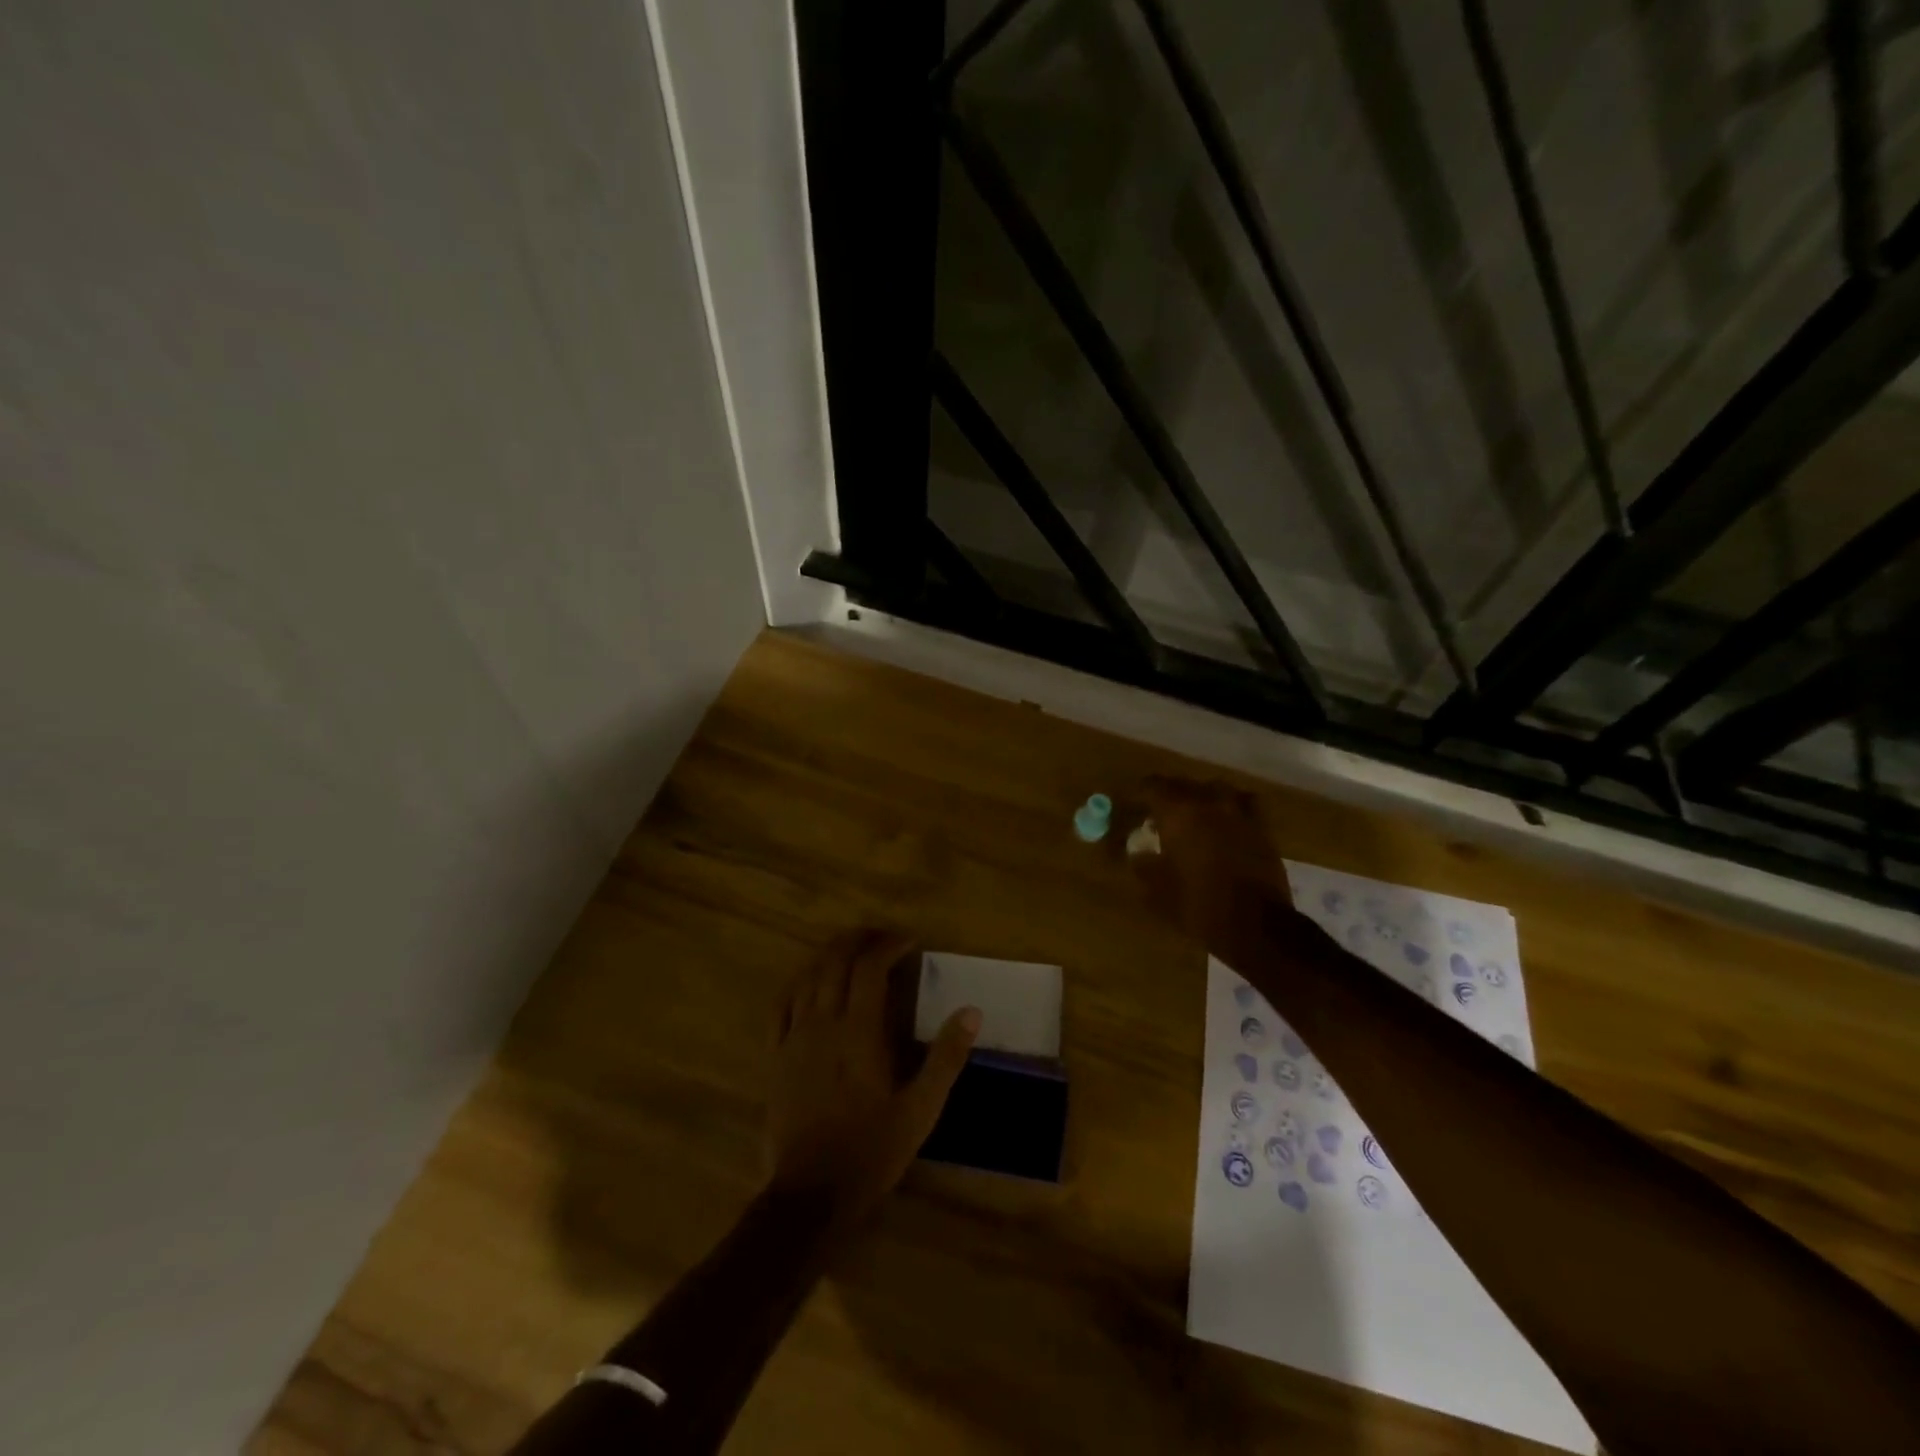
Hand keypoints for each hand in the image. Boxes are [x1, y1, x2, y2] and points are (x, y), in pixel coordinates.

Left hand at [767, 930, 979, 1224]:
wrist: (811, 1193)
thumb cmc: (872, 1150)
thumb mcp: (921, 1109)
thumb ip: (946, 1057)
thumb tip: (971, 1011)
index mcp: (859, 1032)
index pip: (870, 968)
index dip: (888, 945)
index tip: (909, 941)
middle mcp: (823, 1023)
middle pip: (835, 962)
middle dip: (858, 940)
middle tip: (881, 937)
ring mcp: (794, 1038)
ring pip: (807, 977)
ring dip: (829, 955)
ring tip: (850, 950)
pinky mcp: (775, 1057)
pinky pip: (781, 1005)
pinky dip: (798, 983)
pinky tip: (808, 982)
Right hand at [1131, 776, 1287, 957]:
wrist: (1258, 925)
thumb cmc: (1199, 905)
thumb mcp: (1158, 890)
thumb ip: (1144, 865)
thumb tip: (1137, 852)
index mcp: (1178, 813)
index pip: (1153, 786)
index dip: (1140, 794)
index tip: (1134, 807)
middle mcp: (1209, 803)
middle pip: (1183, 784)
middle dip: (1169, 796)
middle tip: (1159, 815)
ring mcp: (1239, 813)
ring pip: (1215, 790)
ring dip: (1201, 798)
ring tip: (1194, 816)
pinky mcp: (1262, 828)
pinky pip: (1242, 805)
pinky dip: (1230, 808)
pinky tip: (1226, 824)